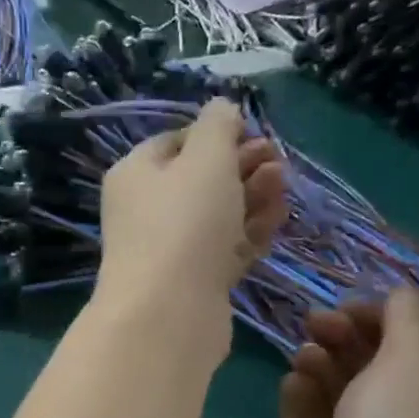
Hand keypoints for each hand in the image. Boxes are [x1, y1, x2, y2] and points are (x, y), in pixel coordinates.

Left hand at [94, 99, 285, 359]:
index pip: (174, 143)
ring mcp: (170, 250)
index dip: (213, 134)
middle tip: (276, 159)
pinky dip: (250, 231)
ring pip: (216, 215)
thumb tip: (221, 105)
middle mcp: (146, 211)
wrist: (169, 312)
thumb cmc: (184, 222)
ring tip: (282, 183)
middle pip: (199, 179)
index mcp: (135, 174)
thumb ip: (217, 126)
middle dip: (240, 165)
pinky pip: (225, 248)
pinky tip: (277, 216)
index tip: (250, 133)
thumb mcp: (205, 158)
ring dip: (251, 196)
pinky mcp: (194, 282)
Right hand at [279, 288, 418, 417]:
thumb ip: (407, 320)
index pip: (416, 349)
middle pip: (373, 364)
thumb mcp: (412, 366)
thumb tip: (403, 290)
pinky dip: (300, 392)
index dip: (384, 320)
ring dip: (320, 360)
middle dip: (346, 336)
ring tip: (304, 354)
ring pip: (336, 386)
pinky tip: (292, 382)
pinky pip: (307, 412)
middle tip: (317, 322)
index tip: (350, 304)